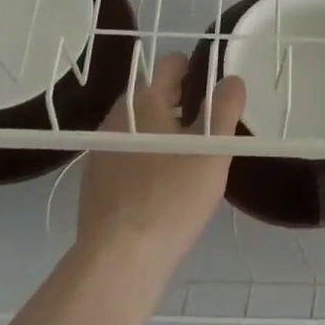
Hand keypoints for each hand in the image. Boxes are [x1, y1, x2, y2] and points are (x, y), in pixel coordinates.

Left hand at [76, 54, 244, 281]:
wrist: (118, 260)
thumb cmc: (171, 197)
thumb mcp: (212, 151)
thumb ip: (225, 109)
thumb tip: (231, 79)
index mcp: (144, 100)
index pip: (170, 64)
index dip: (193, 69)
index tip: (212, 89)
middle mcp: (117, 116)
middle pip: (152, 94)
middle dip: (179, 101)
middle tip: (206, 125)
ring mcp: (101, 149)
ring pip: (137, 125)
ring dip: (160, 130)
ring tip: (186, 156)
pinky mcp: (92, 181)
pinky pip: (124, 154)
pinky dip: (143, 157)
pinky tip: (159, 185)